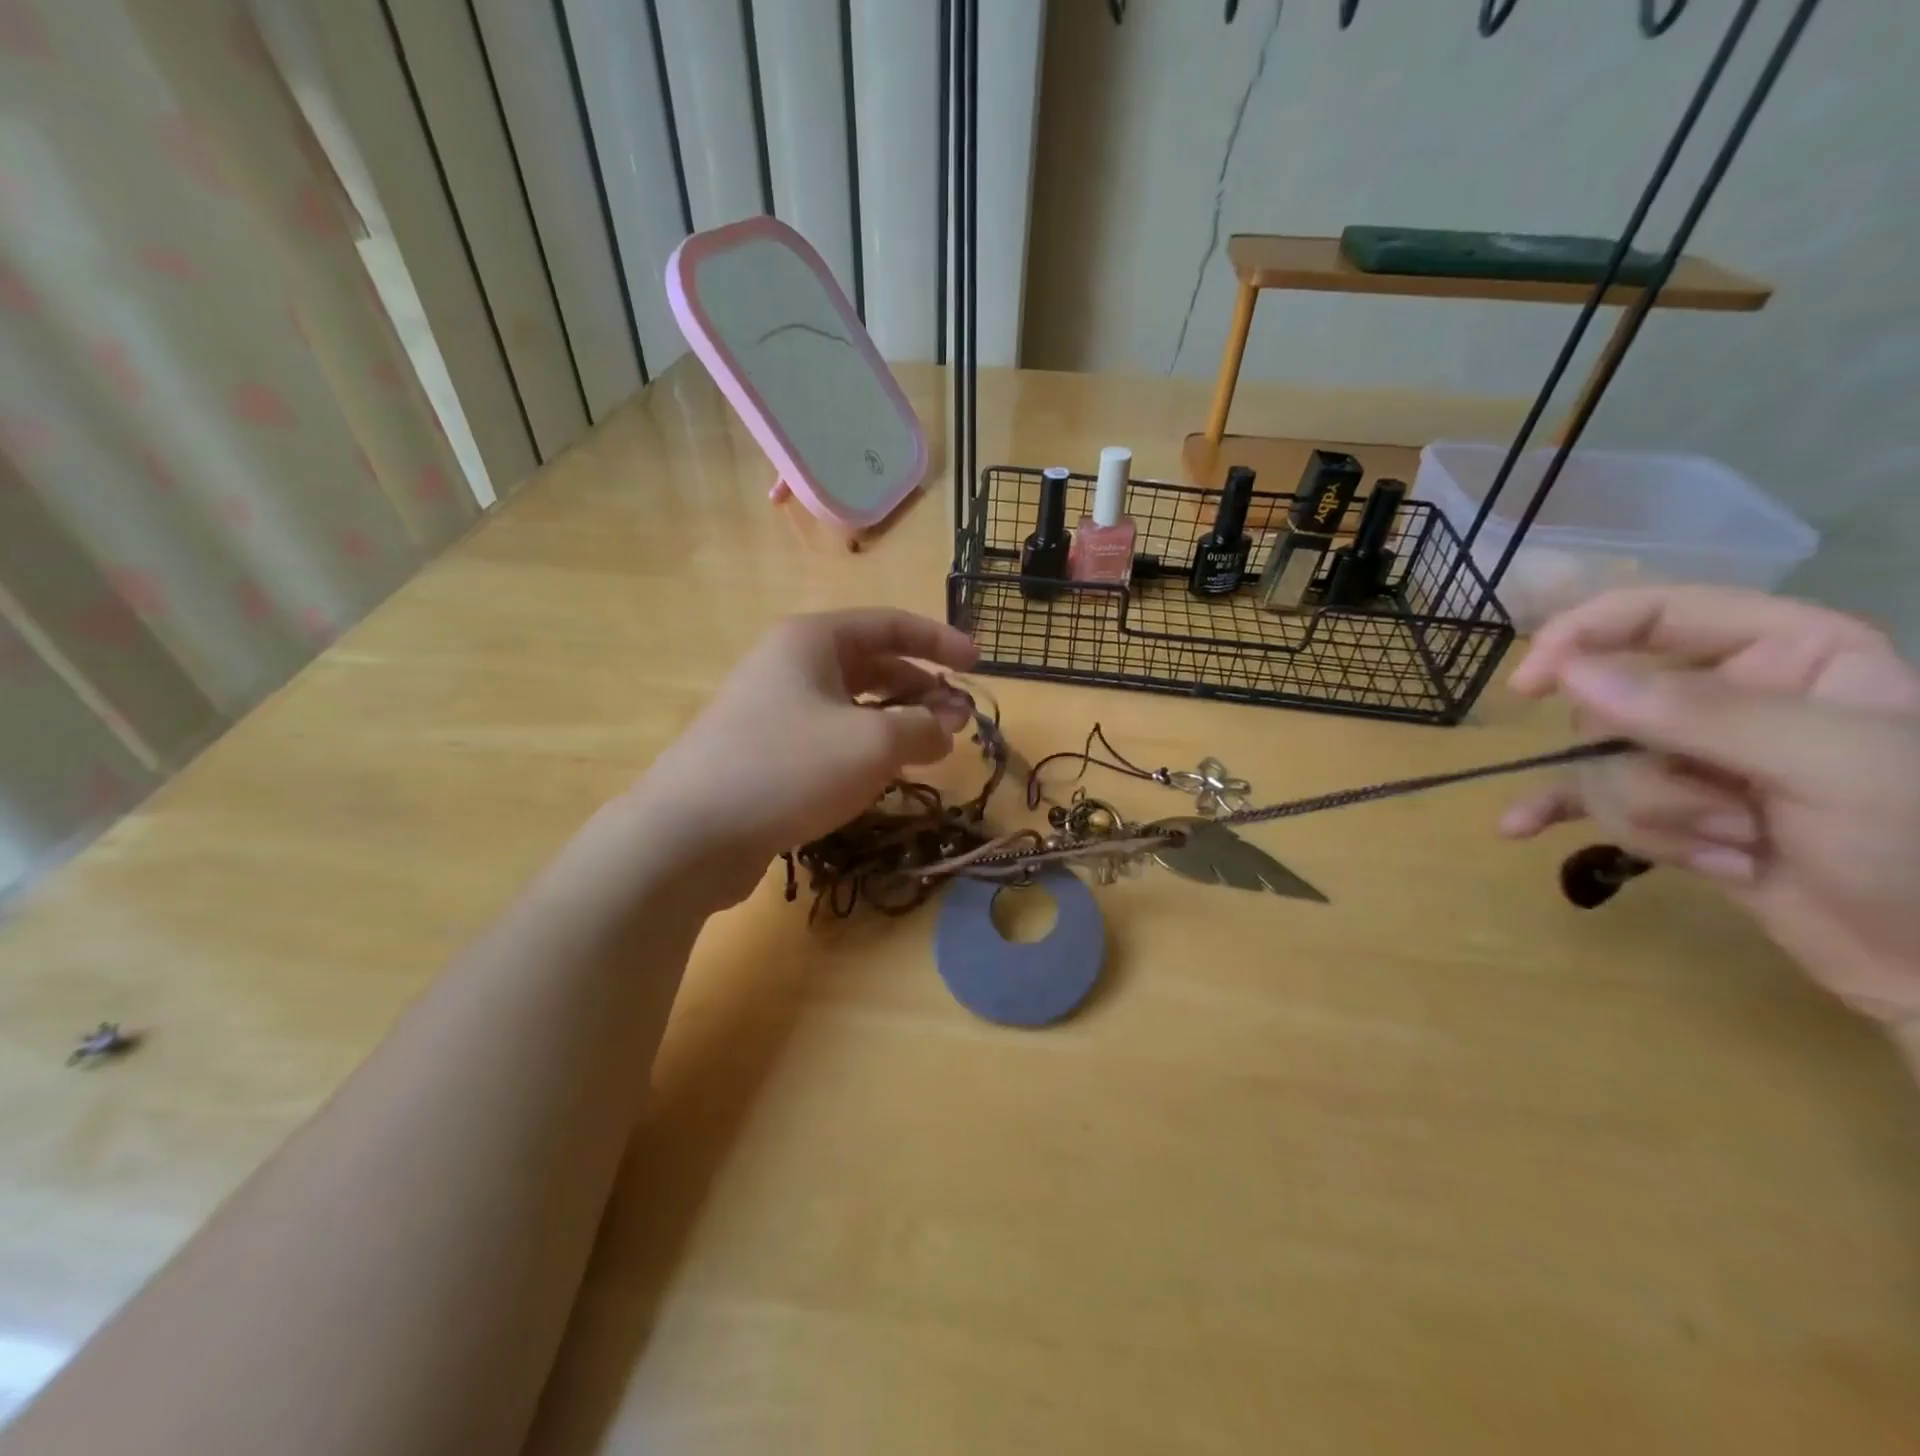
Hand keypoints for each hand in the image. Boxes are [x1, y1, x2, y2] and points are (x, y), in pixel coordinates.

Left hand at [626, 610, 978, 908]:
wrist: (690, 833)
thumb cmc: (789, 768)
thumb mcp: (873, 744)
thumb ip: (922, 728)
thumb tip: (944, 728)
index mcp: (813, 640)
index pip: (891, 624)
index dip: (940, 640)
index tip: (978, 665)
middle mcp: (790, 664)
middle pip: (873, 664)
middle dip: (922, 688)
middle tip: (960, 721)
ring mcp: (773, 708)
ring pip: (852, 704)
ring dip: (897, 721)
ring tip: (932, 749)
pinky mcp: (765, 751)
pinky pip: (830, 735)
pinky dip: (865, 746)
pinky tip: (885, 774)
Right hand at [1499, 585, 1919, 1027]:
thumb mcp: (1826, 764)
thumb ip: (1698, 711)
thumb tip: (1568, 673)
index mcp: (1784, 654)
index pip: (1655, 614)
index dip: (1583, 637)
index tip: (1531, 684)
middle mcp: (1727, 697)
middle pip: (1613, 708)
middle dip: (1652, 772)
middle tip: (1732, 814)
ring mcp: (1692, 759)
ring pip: (1601, 766)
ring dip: (1654, 818)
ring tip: (1737, 853)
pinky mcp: (1668, 812)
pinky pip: (1584, 802)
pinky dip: (1554, 814)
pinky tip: (1518, 827)